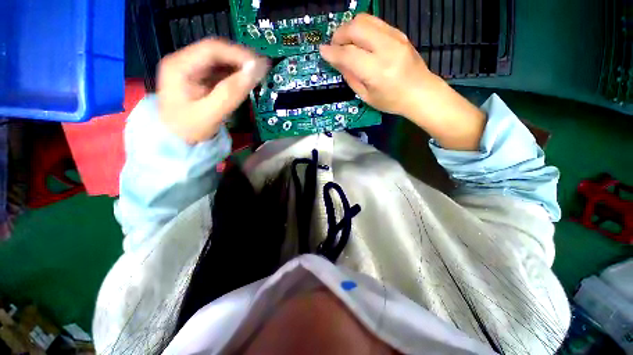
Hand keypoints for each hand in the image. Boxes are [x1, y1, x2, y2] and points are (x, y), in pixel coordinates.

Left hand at [157, 38, 268, 143]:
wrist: (176, 144)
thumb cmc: (188, 131)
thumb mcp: (210, 114)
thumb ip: (231, 93)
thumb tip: (255, 72)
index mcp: (180, 66)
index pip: (212, 49)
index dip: (239, 54)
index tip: (260, 66)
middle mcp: (185, 63)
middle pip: (217, 53)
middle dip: (241, 61)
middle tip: (263, 71)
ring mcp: (193, 72)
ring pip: (221, 63)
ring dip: (240, 68)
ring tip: (258, 77)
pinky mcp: (200, 81)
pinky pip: (221, 74)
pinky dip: (236, 77)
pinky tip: (246, 83)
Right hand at [319, 14, 430, 116]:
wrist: (421, 92)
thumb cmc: (392, 101)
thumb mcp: (367, 97)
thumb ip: (351, 78)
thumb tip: (338, 62)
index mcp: (377, 71)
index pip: (349, 54)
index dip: (332, 52)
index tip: (322, 51)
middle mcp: (386, 49)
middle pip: (356, 28)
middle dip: (339, 34)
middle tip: (334, 46)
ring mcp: (395, 37)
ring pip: (365, 19)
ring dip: (349, 28)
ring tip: (345, 42)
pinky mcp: (399, 33)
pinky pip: (375, 22)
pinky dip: (362, 29)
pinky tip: (359, 41)